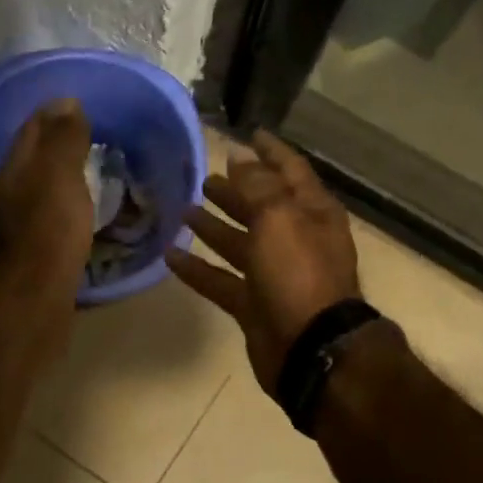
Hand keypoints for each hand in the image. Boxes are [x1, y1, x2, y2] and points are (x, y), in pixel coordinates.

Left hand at [0, 98, 93, 285]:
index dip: (55, 114)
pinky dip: (67, 208)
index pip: (33, 129)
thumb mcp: (59, 174)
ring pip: (41, 190)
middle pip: (34, 160)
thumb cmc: (48, 229)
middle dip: (59, 146)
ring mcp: (17, 225)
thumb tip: (66, 102)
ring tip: (95, 172)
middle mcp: (8, 193)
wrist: (33, 297)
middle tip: (95, 137)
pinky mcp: (32, 252)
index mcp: (12, 169)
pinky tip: (84, 212)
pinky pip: (51, 218)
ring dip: (63, 178)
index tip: (84, 105)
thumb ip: (63, 139)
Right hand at [166, 131, 361, 392]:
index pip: (290, 171)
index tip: (247, 134)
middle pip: (261, 207)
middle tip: (204, 178)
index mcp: (311, 213)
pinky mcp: (253, 304)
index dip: (270, 152)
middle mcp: (295, 239)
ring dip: (214, 226)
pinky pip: (221, 279)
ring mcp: (274, 274)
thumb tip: (240, 157)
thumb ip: (258, 185)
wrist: (310, 347)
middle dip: (236, 190)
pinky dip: (198, 268)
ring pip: (239, 243)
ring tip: (184, 209)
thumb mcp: (279, 217)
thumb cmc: (299, 273)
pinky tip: (171, 255)